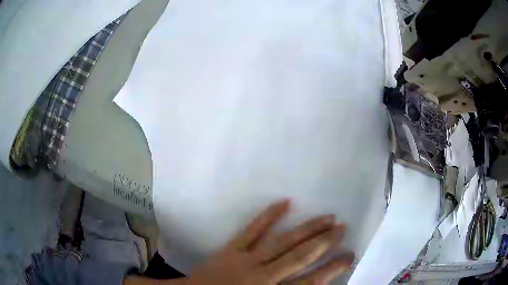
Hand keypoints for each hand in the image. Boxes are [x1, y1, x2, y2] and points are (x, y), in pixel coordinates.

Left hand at [188, 199, 353, 284]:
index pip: (310, 283)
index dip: (332, 269)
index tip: (349, 257)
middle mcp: (263, 277)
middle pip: (300, 257)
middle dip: (325, 243)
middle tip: (343, 229)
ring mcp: (245, 260)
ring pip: (283, 242)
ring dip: (307, 229)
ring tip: (328, 217)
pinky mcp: (230, 249)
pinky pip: (252, 230)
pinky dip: (268, 216)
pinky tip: (285, 202)